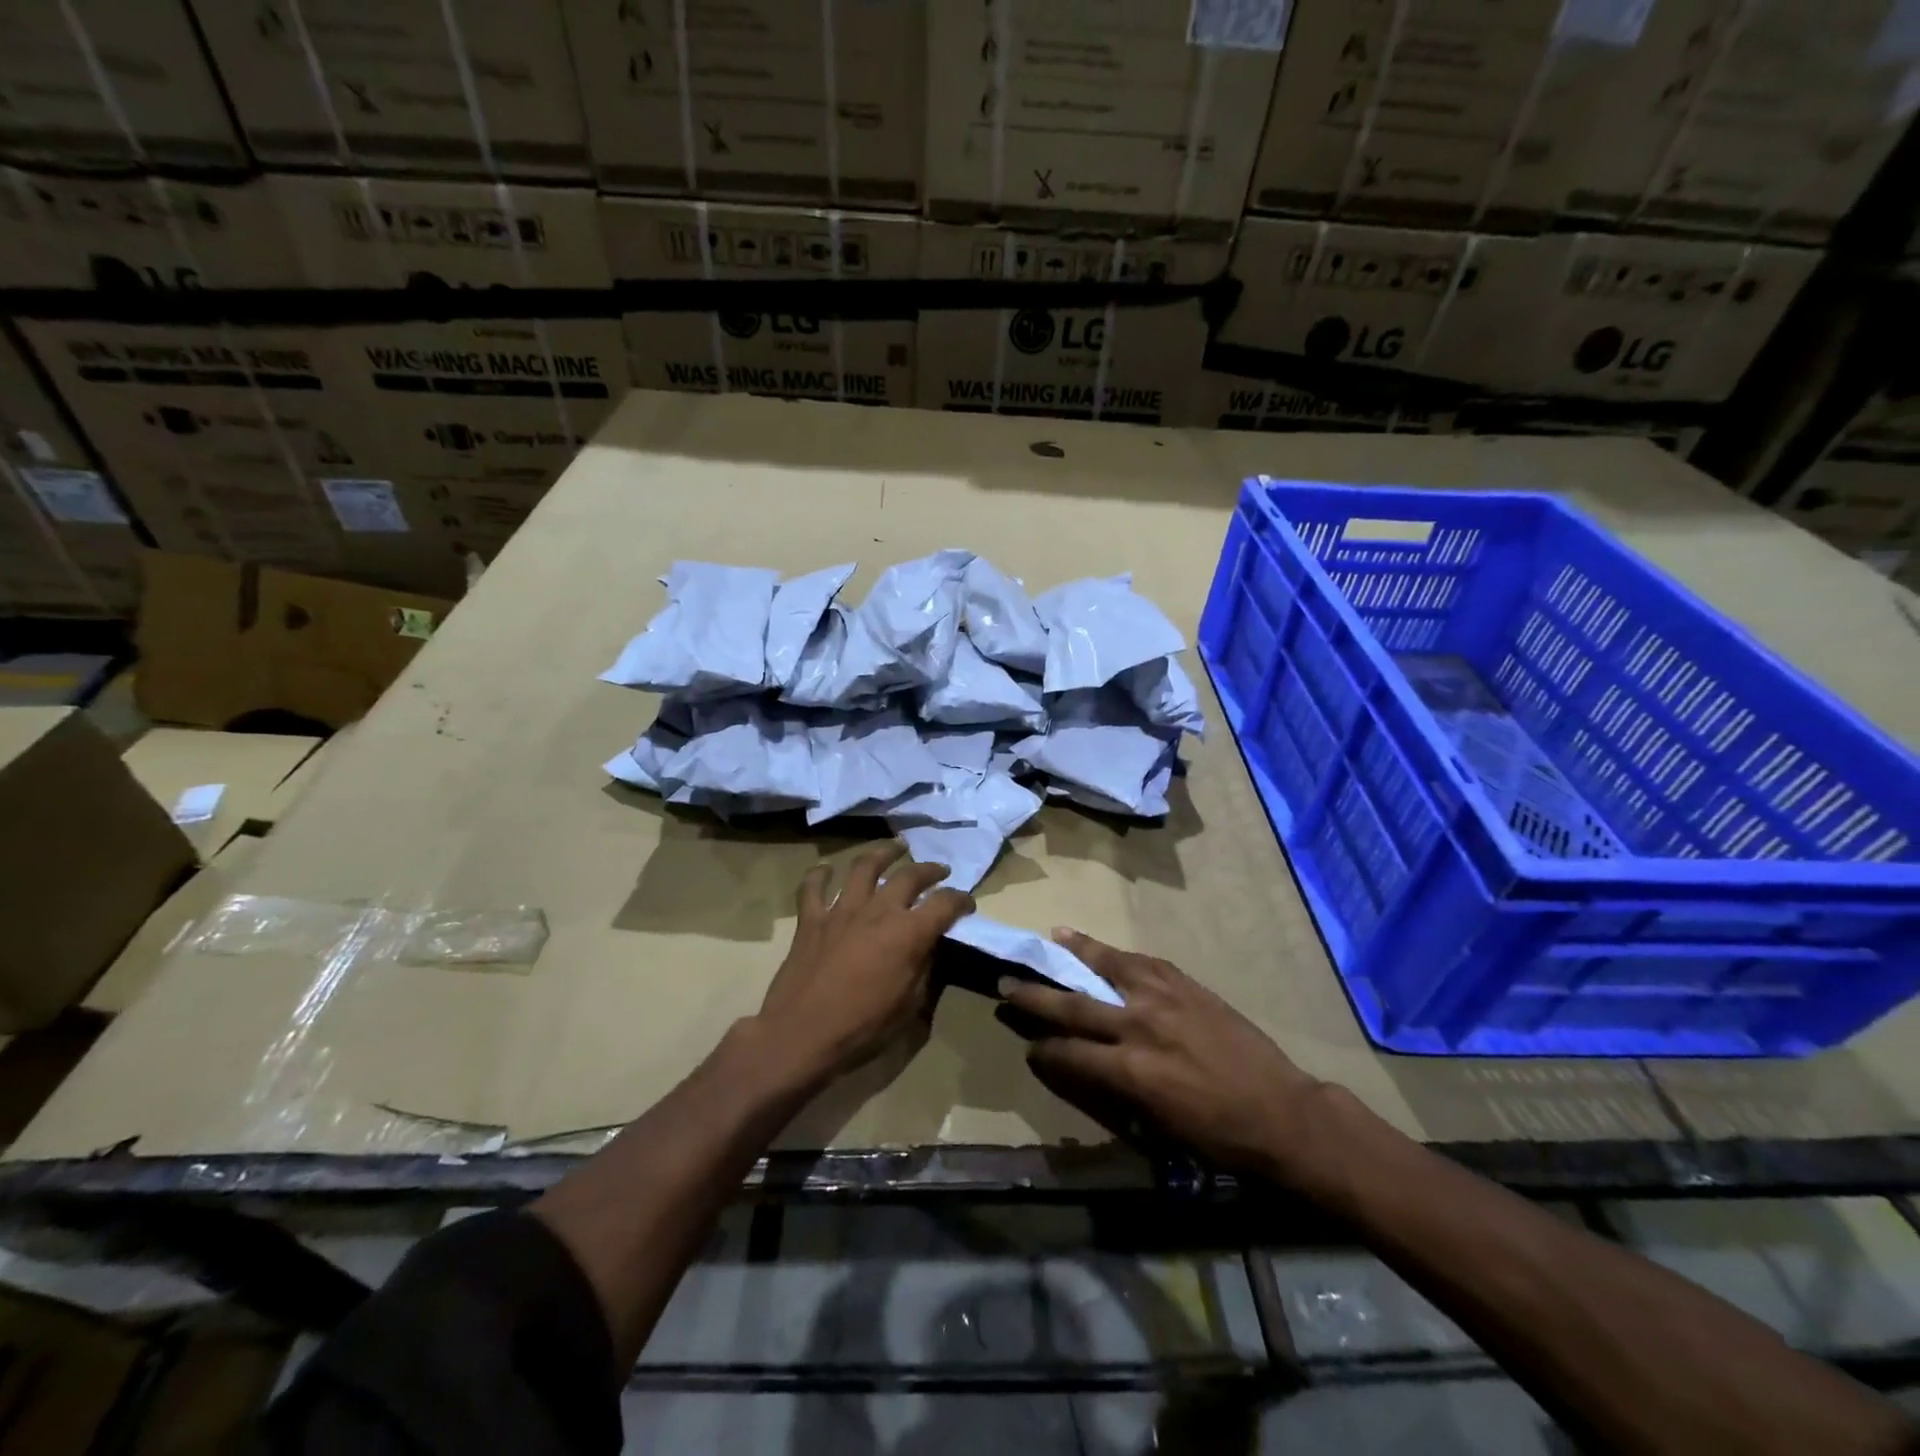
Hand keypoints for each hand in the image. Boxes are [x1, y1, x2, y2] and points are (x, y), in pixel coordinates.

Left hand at [755, 842, 974, 1088]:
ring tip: (895, 847)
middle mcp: (878, 911)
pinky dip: (819, 875)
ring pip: (864, 867)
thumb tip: (928, 948)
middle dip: (930, 870)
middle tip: (939, 870)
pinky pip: (813, 888)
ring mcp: (841, 910)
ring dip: (883, 853)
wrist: (801, 1034)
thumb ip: (923, 970)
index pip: (945, 904)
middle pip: (909, 876)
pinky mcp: (811, 919)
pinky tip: (825, 870)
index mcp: (908, 933)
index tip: (967, 904)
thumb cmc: (862, 1028)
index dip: (961, 900)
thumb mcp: (909, 1007)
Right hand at [1000, 930, 1329, 1185]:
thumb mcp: (1156, 1126)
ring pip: (1107, 968)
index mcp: (1129, 1071)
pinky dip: (1116, 954)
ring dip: (1075, 953)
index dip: (1042, 1050)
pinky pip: (1142, 962)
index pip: (1068, 1053)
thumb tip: (1084, 1067)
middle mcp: (1138, 1026)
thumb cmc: (1218, 1136)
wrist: (1282, 1112)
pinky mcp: (1185, 985)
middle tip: (1007, 984)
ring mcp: (1163, 999)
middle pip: (1073, 1006)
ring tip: (1051, 938)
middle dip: (1035, 997)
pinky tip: (1103, 947)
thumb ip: (1114, 1090)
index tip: (1028, 1046)